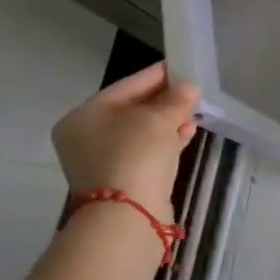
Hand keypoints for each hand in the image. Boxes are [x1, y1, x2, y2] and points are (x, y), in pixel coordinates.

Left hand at [51, 62, 200, 221]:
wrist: (128, 214)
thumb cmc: (135, 154)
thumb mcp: (159, 119)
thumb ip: (175, 99)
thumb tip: (188, 88)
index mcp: (84, 116)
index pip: (126, 86)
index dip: (156, 75)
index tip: (181, 66)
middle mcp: (86, 137)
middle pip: (131, 109)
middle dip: (164, 100)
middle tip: (192, 89)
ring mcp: (102, 160)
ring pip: (140, 132)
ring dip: (168, 120)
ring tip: (195, 110)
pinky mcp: (121, 179)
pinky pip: (146, 151)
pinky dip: (166, 140)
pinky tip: (188, 131)